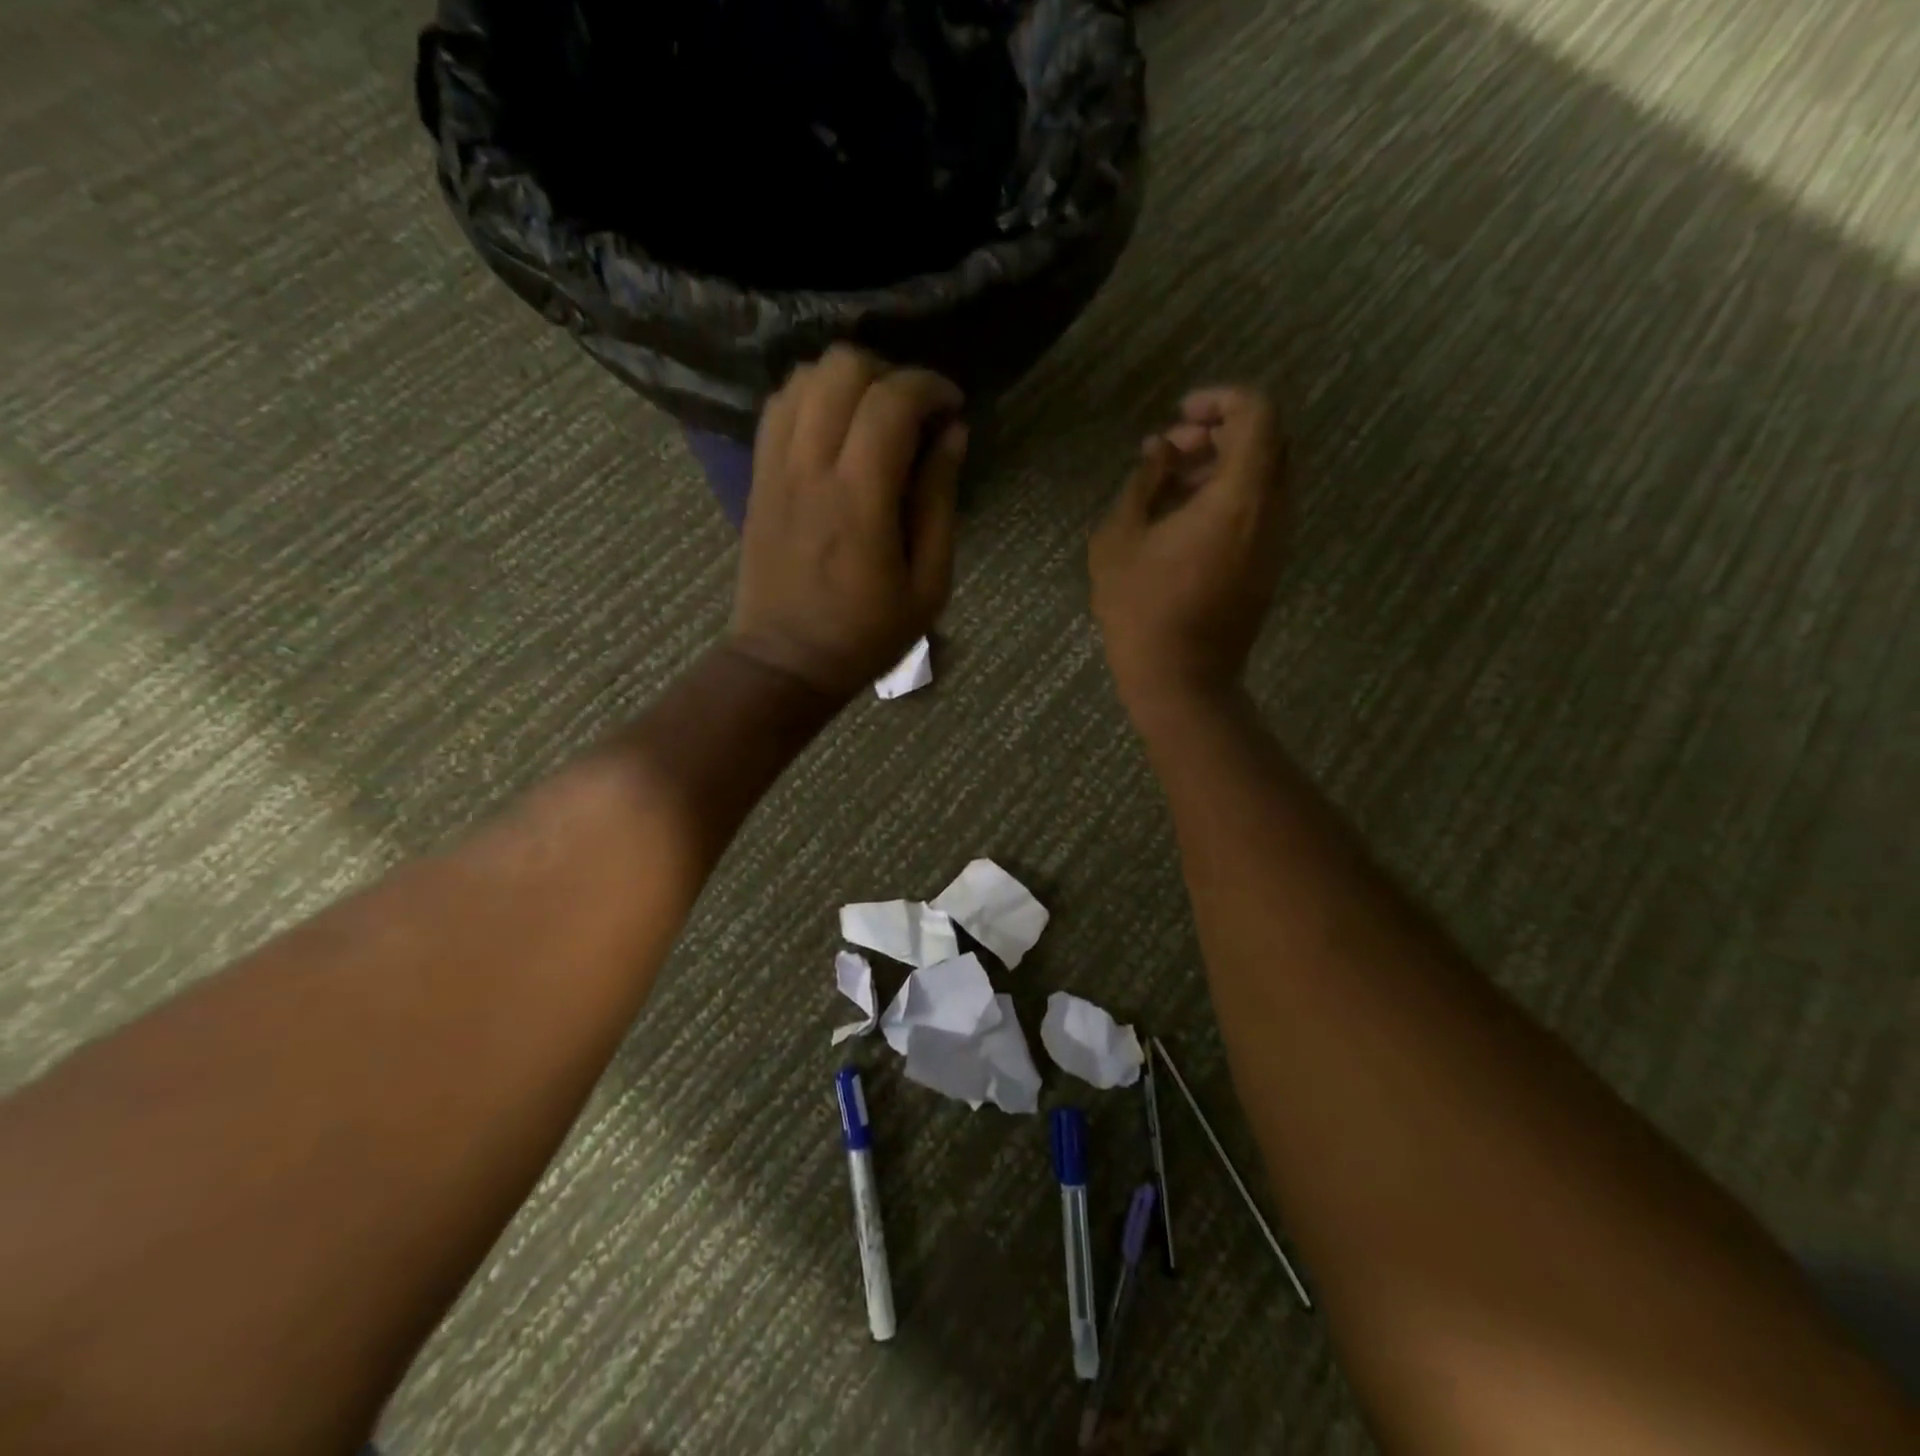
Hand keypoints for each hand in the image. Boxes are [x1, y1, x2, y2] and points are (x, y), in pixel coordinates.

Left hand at [727, 345, 968, 699]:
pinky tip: (836, 429)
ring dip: (848, 381)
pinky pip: (779, 406)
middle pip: (842, 367)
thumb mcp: (928, 584)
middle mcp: (810, 468)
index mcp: (859, 499)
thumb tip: (952, 434)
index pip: (891, 401)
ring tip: (875, 417)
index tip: (953, 408)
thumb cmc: (866, 633)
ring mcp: (775, 468)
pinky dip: (812, 397)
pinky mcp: (757, 476)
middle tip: (914, 413)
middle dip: (889, 374)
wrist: (785, 661)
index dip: (930, 387)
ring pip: (804, 376)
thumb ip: (939, 502)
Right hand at [1089, 386, 1288, 714]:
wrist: (1181, 681)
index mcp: (1238, 497)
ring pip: (1265, 476)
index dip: (1221, 399)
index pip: (1258, 414)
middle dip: (1220, 431)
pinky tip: (1183, 520)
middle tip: (1171, 450)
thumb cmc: (1141, 610)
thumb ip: (1142, 481)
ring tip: (1169, 487)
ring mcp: (1275, 542)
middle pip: (1267, 441)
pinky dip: (1229, 496)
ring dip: (1223, 466)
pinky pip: (1260, 509)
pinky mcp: (1268, 567)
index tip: (1180, 415)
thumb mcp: (1119, 539)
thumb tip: (1161, 450)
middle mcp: (1271, 512)